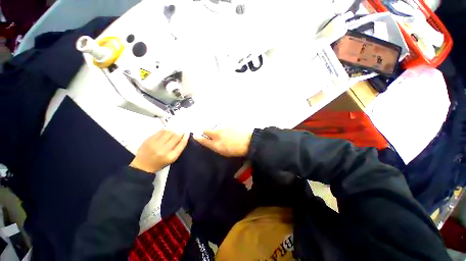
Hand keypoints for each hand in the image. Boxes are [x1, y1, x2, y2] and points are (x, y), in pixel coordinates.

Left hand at [130, 130, 188, 172]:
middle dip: (180, 133)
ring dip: (173, 131)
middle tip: (181, 132)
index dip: (186, 137)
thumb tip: (183, 137)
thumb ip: (178, 149)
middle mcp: (164, 150)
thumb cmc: (160, 163)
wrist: (142, 166)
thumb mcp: (171, 159)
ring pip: (168, 132)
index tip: (187, 133)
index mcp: (171, 156)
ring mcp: (155, 144)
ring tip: (173, 132)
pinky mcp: (149, 140)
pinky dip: (165, 130)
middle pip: (176, 137)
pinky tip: (166, 132)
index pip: (182, 144)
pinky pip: (160, 131)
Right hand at [194, 128, 252, 156]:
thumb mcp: (225, 153)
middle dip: (206, 131)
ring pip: (215, 127)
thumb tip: (211, 142)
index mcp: (216, 145)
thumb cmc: (238, 150)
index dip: (198, 138)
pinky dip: (225, 127)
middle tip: (211, 133)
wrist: (250, 141)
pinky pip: (223, 124)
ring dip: (217, 129)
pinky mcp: (229, 123)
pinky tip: (231, 130)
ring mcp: (223, 128)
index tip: (196, 135)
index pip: (202, 140)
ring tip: (225, 132)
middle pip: (205, 130)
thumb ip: (216, 147)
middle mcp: (217, 135)